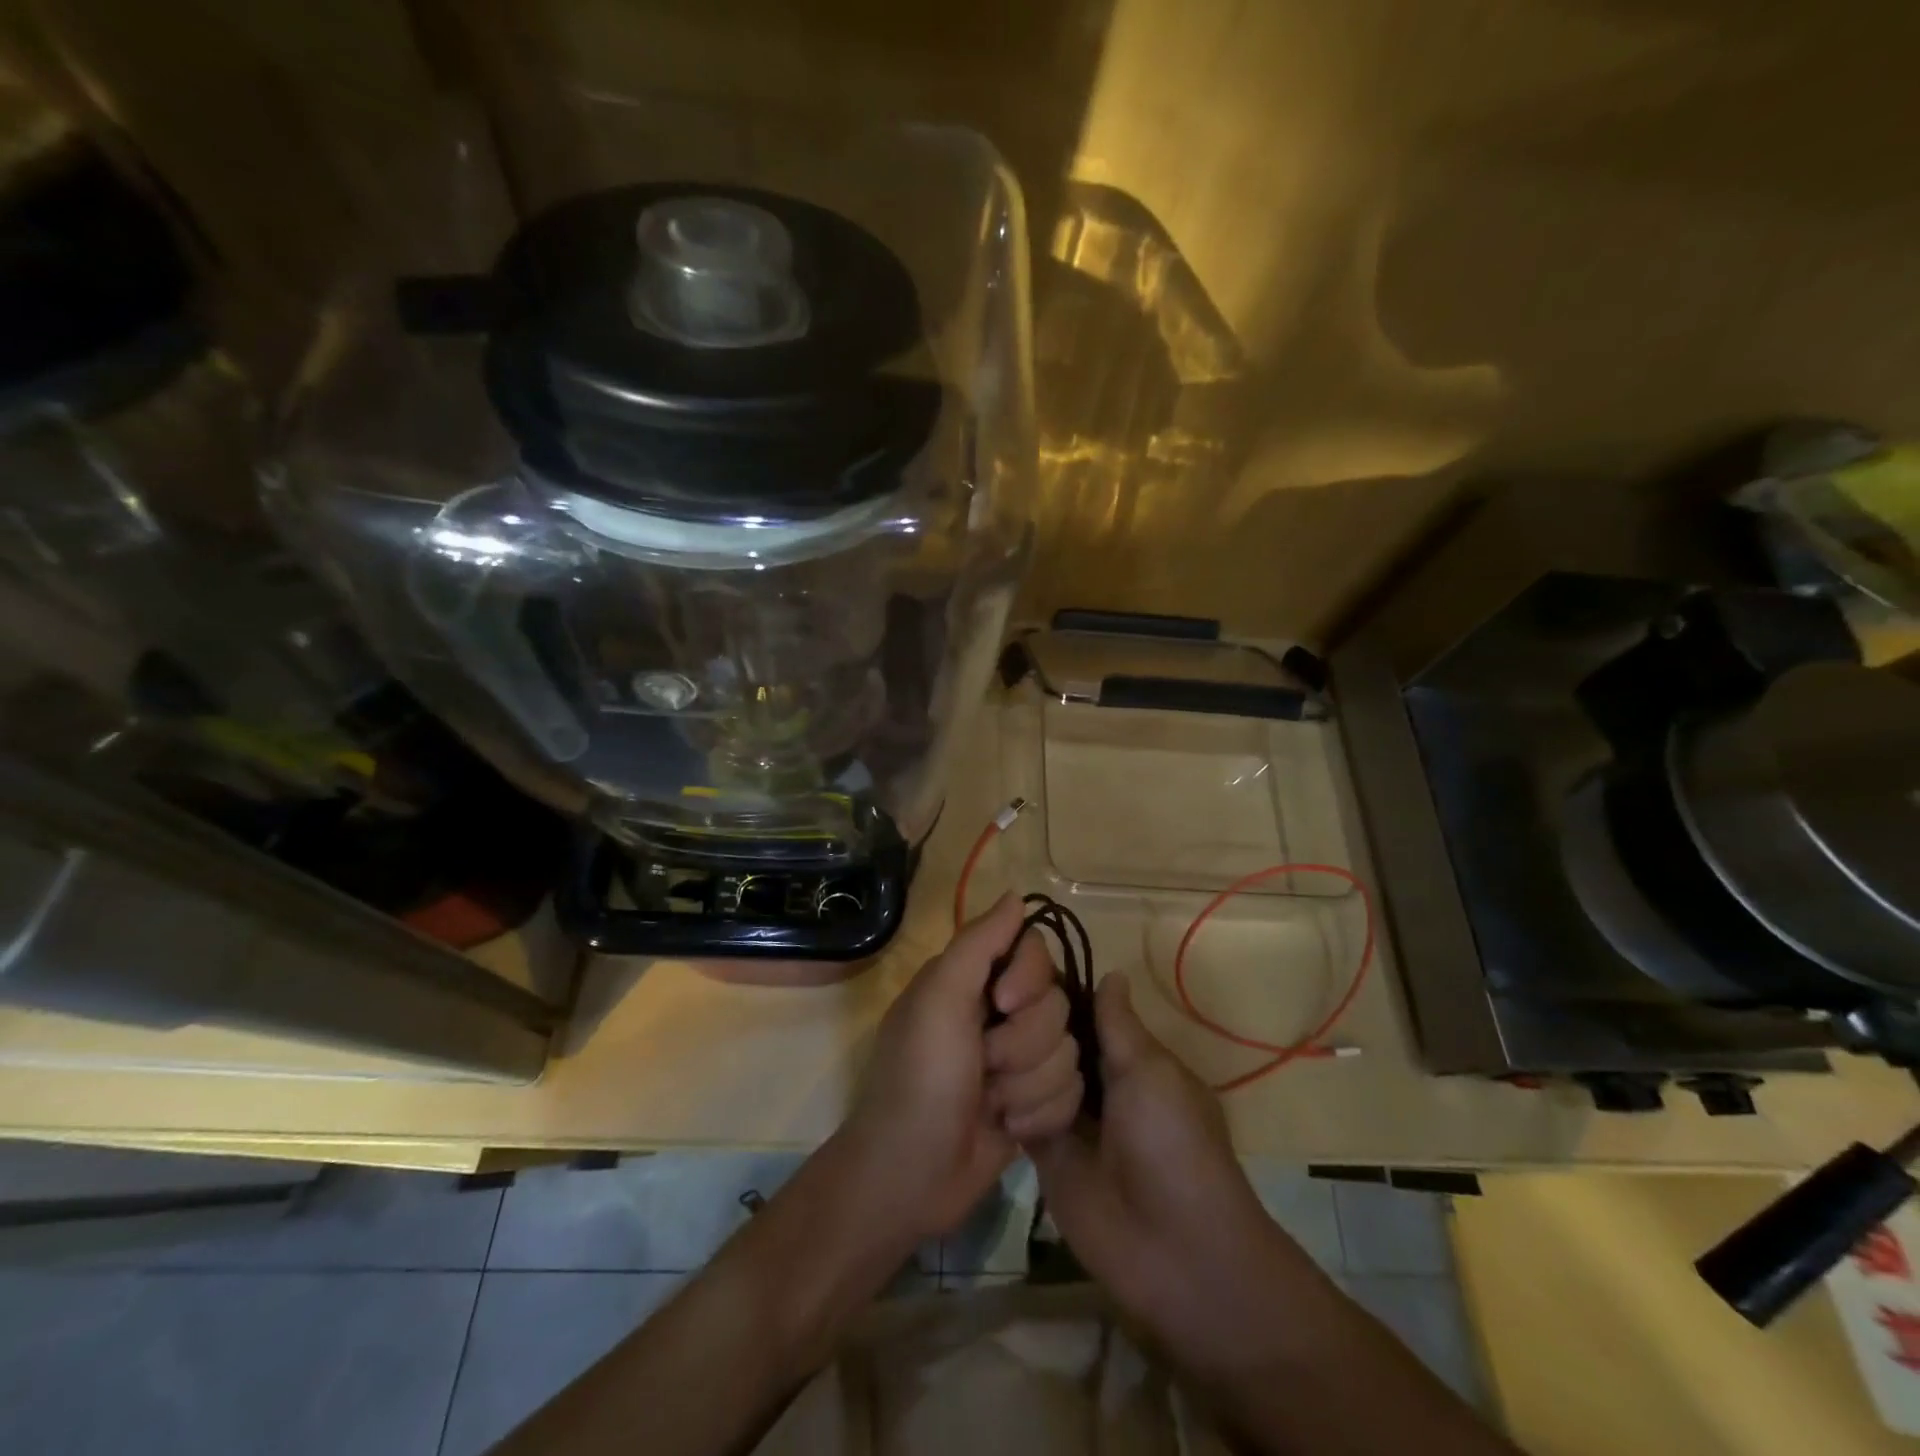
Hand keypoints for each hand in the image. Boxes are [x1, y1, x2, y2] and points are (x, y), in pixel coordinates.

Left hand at [841, 894, 1083, 1242]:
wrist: (913, 1173)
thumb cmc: (920, 1076)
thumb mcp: (939, 998)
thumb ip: (979, 942)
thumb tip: (1016, 895)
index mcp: (974, 979)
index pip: (1036, 951)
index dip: (1030, 978)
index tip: (1004, 1004)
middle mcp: (1001, 1013)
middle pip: (1058, 1004)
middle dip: (1023, 1045)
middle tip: (984, 1066)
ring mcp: (1021, 1060)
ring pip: (1068, 1051)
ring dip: (1028, 1085)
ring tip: (992, 1105)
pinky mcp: (1037, 1103)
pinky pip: (1072, 1092)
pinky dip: (1039, 1115)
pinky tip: (1008, 1130)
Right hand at [1029, 974, 1317, 1380]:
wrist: (1173, 1249)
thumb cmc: (1172, 1144)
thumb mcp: (1152, 1072)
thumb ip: (1119, 1024)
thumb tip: (1111, 971)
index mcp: (1126, 1055)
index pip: (1081, 1008)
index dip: (1052, 990)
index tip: (1012, 965)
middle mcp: (1093, 1078)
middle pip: (1050, 1035)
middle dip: (1027, 1022)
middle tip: (991, 1006)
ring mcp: (1065, 1114)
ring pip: (1029, 1067)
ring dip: (1017, 1060)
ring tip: (989, 1046)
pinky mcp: (1042, 1149)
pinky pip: (1017, 1109)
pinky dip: (1005, 1095)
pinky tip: (979, 1074)